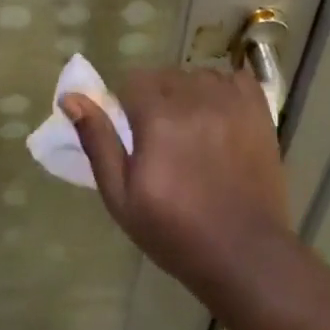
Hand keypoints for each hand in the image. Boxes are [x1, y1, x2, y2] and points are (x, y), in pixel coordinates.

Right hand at [63, 67, 288, 294]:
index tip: (136, 137)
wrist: (244, 254)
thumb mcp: (122, 197)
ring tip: (195, 131)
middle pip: (166, 76)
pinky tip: (222, 118)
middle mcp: (194, 97)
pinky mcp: (258, 110)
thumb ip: (98, 142)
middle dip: (158, 100)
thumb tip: (70, 98)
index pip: (133, 81)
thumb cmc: (175, 232)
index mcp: (158, 116)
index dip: (129, 107)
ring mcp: (231, 101)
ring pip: (199, 75)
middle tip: (164, 140)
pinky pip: (235, 78)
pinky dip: (225, 90)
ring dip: (191, 94)